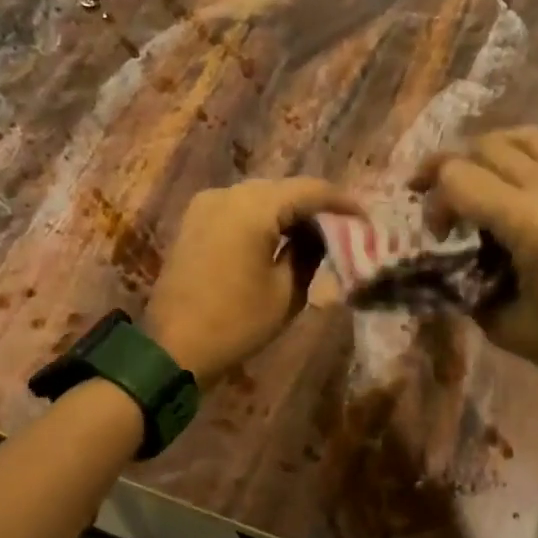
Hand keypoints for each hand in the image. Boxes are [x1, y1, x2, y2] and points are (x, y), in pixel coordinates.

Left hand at [145, 178, 360, 382]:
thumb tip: (319, 233)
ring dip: (287, 213)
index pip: (310, 190)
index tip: (365, 220)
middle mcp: (227, 194)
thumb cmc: (236, 323)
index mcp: (253, 207)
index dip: (343, 202)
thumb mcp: (286, 292)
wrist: (172, 348)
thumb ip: (309, 253)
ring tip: (314, 237)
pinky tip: (279, 241)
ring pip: (260, 198)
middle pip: (283, 189)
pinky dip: (262, 220)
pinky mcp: (193, 222)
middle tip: (342, 230)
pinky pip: (238, 210)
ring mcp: (205, 205)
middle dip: (314, 207)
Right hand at [412, 127, 537, 394]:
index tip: (437, 239)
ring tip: (467, 188)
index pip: (460, 177)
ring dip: (482, 155)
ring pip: (517, 137)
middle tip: (436, 210)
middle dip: (447, 170)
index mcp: (531, 223)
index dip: (434, 202)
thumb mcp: (505, 326)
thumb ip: (466, 290)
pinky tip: (502, 196)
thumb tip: (445, 271)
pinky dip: (512, 159)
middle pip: (484, 146)